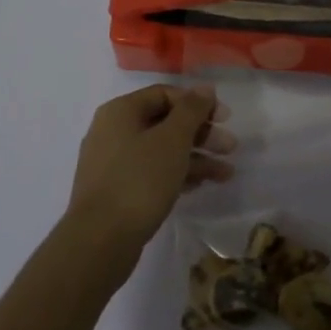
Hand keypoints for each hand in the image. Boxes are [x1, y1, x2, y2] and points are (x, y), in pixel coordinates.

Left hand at [63, 85, 234, 270]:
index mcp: (120, 112)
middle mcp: (113, 131)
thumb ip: (191, 110)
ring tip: (225, 174)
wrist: (100, 240)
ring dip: (195, 158)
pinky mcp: (117, 191)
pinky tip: (200, 186)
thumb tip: (205, 88)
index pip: (165, 94)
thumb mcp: (172, 140)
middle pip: (164, 123)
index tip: (225, 119)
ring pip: (160, 151)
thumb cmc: (139, 180)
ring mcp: (112, 163)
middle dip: (200, 134)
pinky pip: (152, 173)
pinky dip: (177, 175)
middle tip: (230, 148)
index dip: (197, 103)